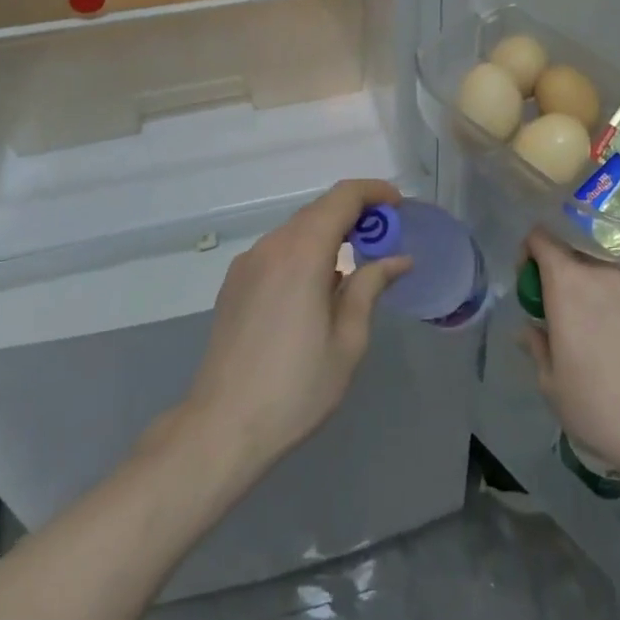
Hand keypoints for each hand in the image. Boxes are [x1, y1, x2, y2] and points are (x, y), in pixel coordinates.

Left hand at [178, 179, 410, 476]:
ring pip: (296, 230)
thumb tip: (397, 259)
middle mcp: (271, 246)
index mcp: (302, 253)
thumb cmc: (296, 386)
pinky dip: (304, 252)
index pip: (342, 197)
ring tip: (353, 268)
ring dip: (329, 234)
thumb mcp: (348, 340)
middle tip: (384, 240)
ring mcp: (247, 263)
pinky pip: (277, 251)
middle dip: (355, 215)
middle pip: (318, 210)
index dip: (373, 192)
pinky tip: (316, 289)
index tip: (397, 206)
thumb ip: (370, 287)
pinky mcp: (234, 284)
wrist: (221, 427)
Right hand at [520, 229, 619, 485]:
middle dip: (563, 269)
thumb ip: (538, 348)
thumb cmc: (602, 406)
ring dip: (598, 282)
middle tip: (562, 305)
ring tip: (601, 319)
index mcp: (567, 283)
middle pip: (576, 250)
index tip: (530, 283)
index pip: (541, 238)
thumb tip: (531, 329)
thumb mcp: (553, 386)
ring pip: (609, 266)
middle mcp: (603, 271)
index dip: (530, 253)